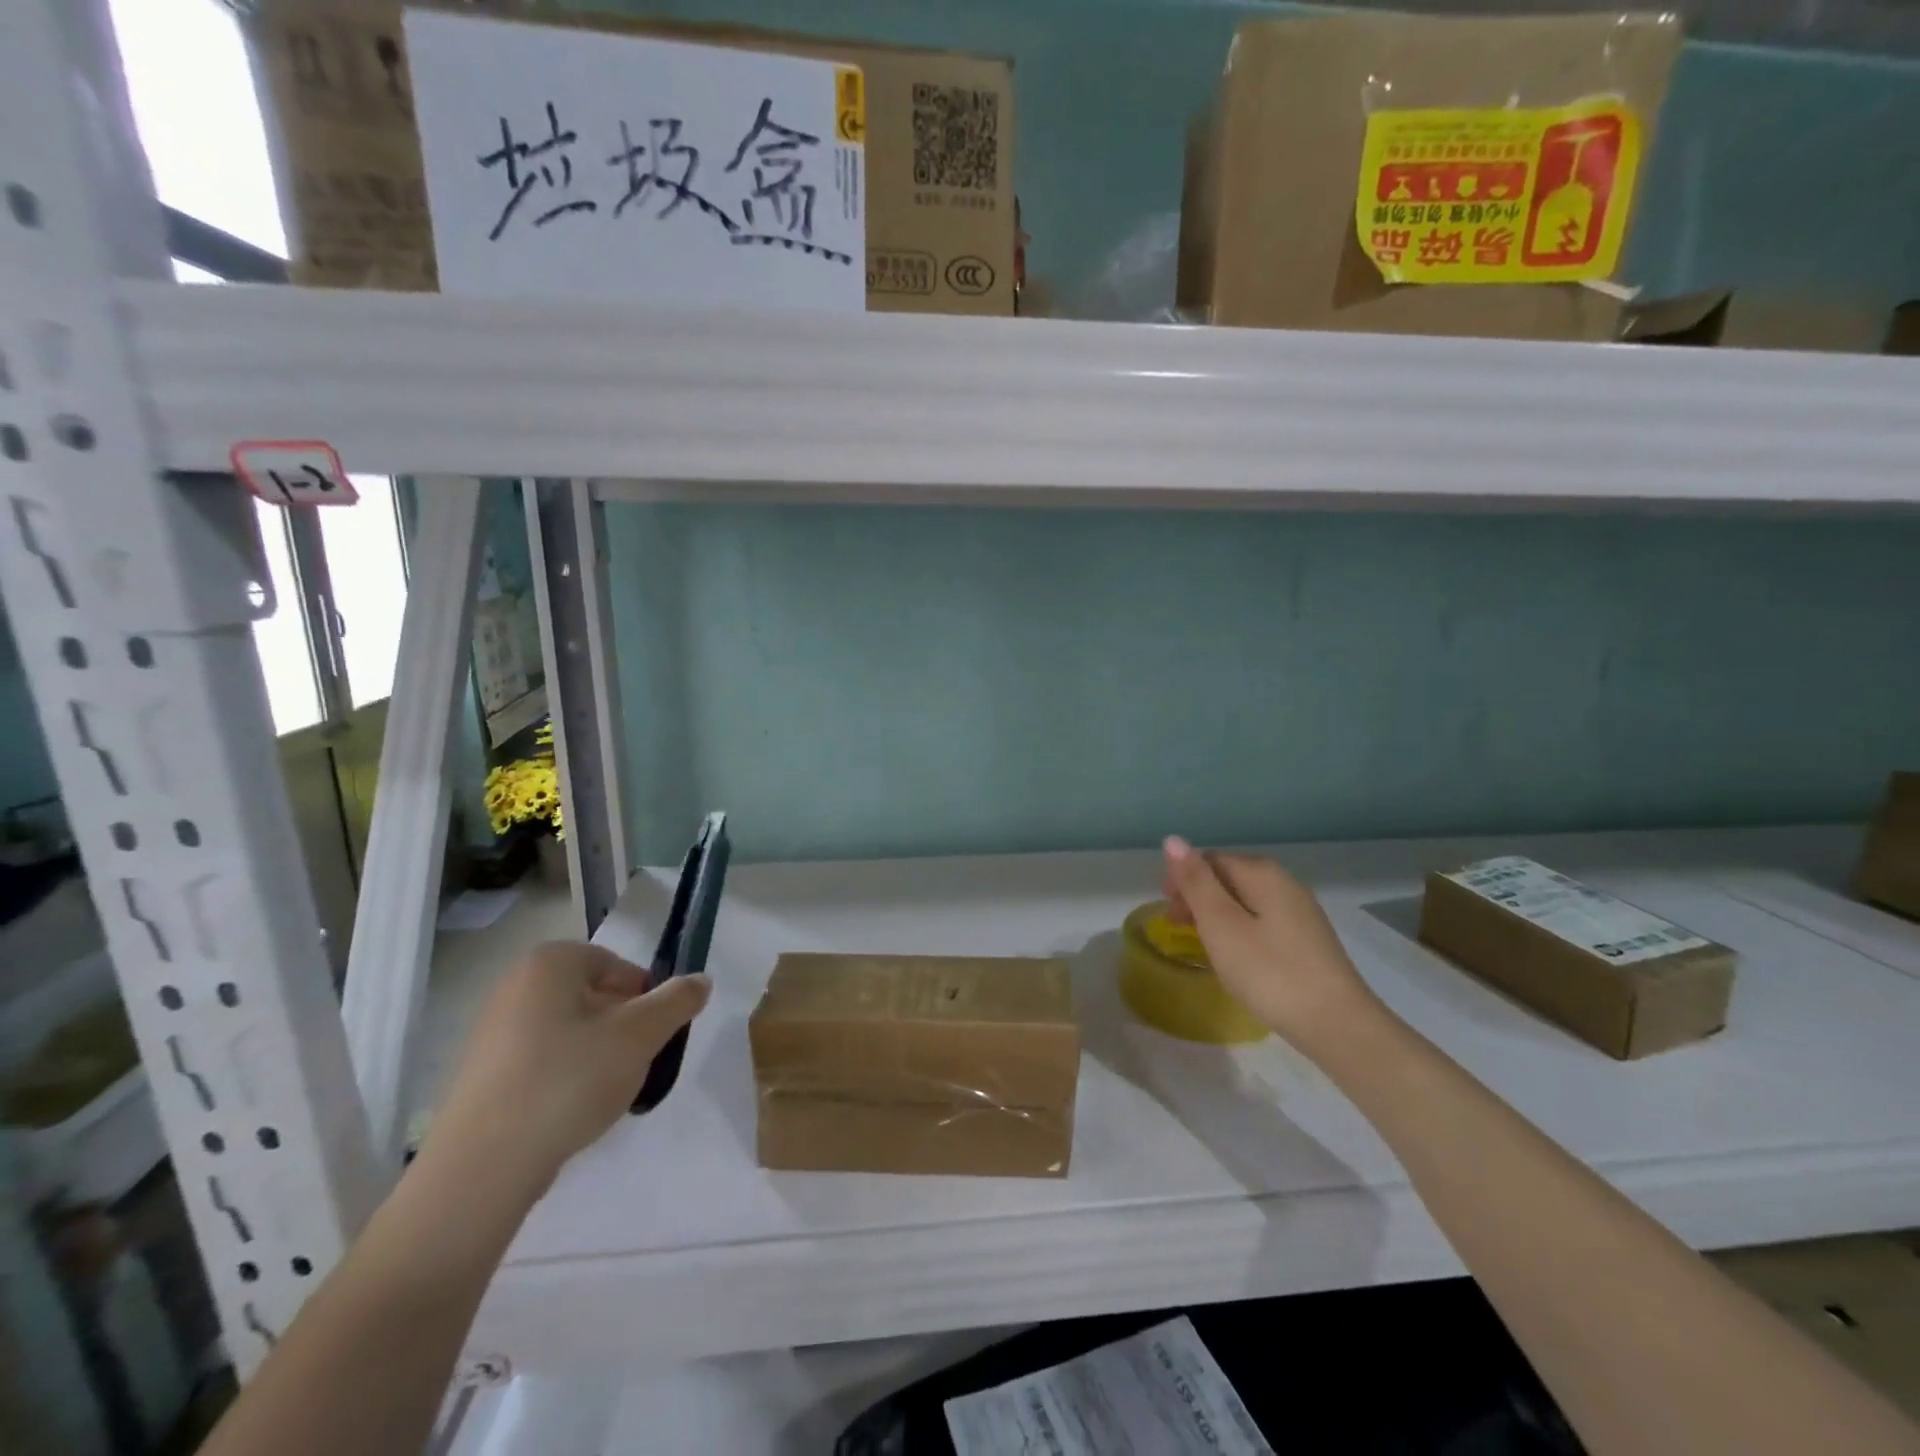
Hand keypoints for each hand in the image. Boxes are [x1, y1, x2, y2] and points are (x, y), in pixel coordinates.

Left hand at [427, 942, 709, 1194]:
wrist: (481, 1168)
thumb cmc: (568, 1080)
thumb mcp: (641, 1035)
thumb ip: (678, 1001)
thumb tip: (701, 980)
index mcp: (550, 963)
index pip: (619, 966)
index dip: (646, 998)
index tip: (655, 1035)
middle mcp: (515, 986)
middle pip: (595, 997)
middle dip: (623, 1028)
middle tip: (638, 1063)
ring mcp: (492, 1033)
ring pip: (570, 1032)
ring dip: (598, 1055)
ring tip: (608, 1093)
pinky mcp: (482, 1077)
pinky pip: (542, 1063)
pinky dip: (566, 1079)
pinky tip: (574, 1112)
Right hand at [1162, 837, 1378, 1051]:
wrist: (1337, 1025)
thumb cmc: (1269, 971)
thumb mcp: (1221, 924)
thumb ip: (1196, 881)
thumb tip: (1173, 840)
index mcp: (1262, 873)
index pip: (1210, 859)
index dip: (1182, 879)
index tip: (1166, 911)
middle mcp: (1285, 883)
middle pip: (1229, 877)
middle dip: (1198, 896)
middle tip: (1176, 927)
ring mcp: (1301, 912)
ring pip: (1246, 901)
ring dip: (1217, 914)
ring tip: (1200, 943)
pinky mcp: (1308, 940)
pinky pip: (1263, 921)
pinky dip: (1239, 930)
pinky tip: (1235, 956)